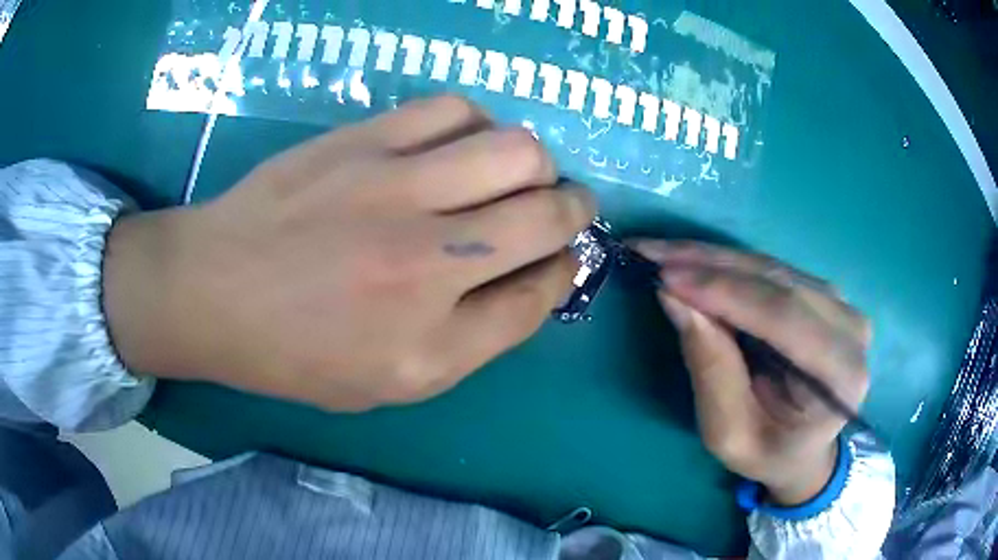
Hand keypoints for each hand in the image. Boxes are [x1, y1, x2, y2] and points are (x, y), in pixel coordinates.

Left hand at [103, 95, 595, 410]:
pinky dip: (476, 124)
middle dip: (575, 210)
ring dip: (533, 164)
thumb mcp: (387, 381)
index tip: (559, 260)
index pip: (539, 296)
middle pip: (547, 216)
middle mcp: (425, 268)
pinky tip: (458, 143)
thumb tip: (532, 277)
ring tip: (510, 173)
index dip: (564, 271)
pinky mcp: (362, 141)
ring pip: (516, 150)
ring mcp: (393, 191)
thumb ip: (471, 338)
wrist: (211, 291)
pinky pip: (453, 110)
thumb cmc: (293, 352)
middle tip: (564, 206)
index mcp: (430, 348)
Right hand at [633, 241, 870, 504]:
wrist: (805, 450)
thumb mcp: (729, 434)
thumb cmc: (768, 452)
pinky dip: (729, 265)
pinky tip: (695, 262)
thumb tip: (674, 298)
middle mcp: (851, 329)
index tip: (666, 278)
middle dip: (710, 266)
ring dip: (714, 259)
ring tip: (663, 254)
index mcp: (841, 376)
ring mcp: (842, 305)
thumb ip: (710, 369)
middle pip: (778, 282)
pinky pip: (773, 270)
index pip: (784, 317)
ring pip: (773, 267)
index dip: (725, 292)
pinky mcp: (826, 294)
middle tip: (651, 254)